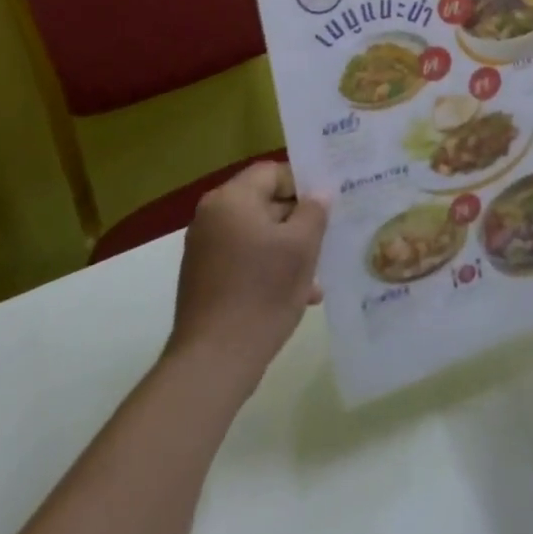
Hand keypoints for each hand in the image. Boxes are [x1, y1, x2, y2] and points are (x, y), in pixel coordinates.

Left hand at [166, 162, 326, 386]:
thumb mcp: (301, 247)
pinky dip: (268, 268)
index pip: (272, 172)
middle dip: (298, 220)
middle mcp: (212, 217)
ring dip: (287, 248)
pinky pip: (244, 258)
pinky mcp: (204, 278)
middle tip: (327, 237)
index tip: (328, 205)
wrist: (213, 361)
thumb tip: (319, 194)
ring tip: (317, 274)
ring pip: (257, 234)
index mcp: (231, 199)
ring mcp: (205, 249)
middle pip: (264, 202)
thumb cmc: (262, 292)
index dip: (303, 184)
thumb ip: (314, 212)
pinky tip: (298, 295)